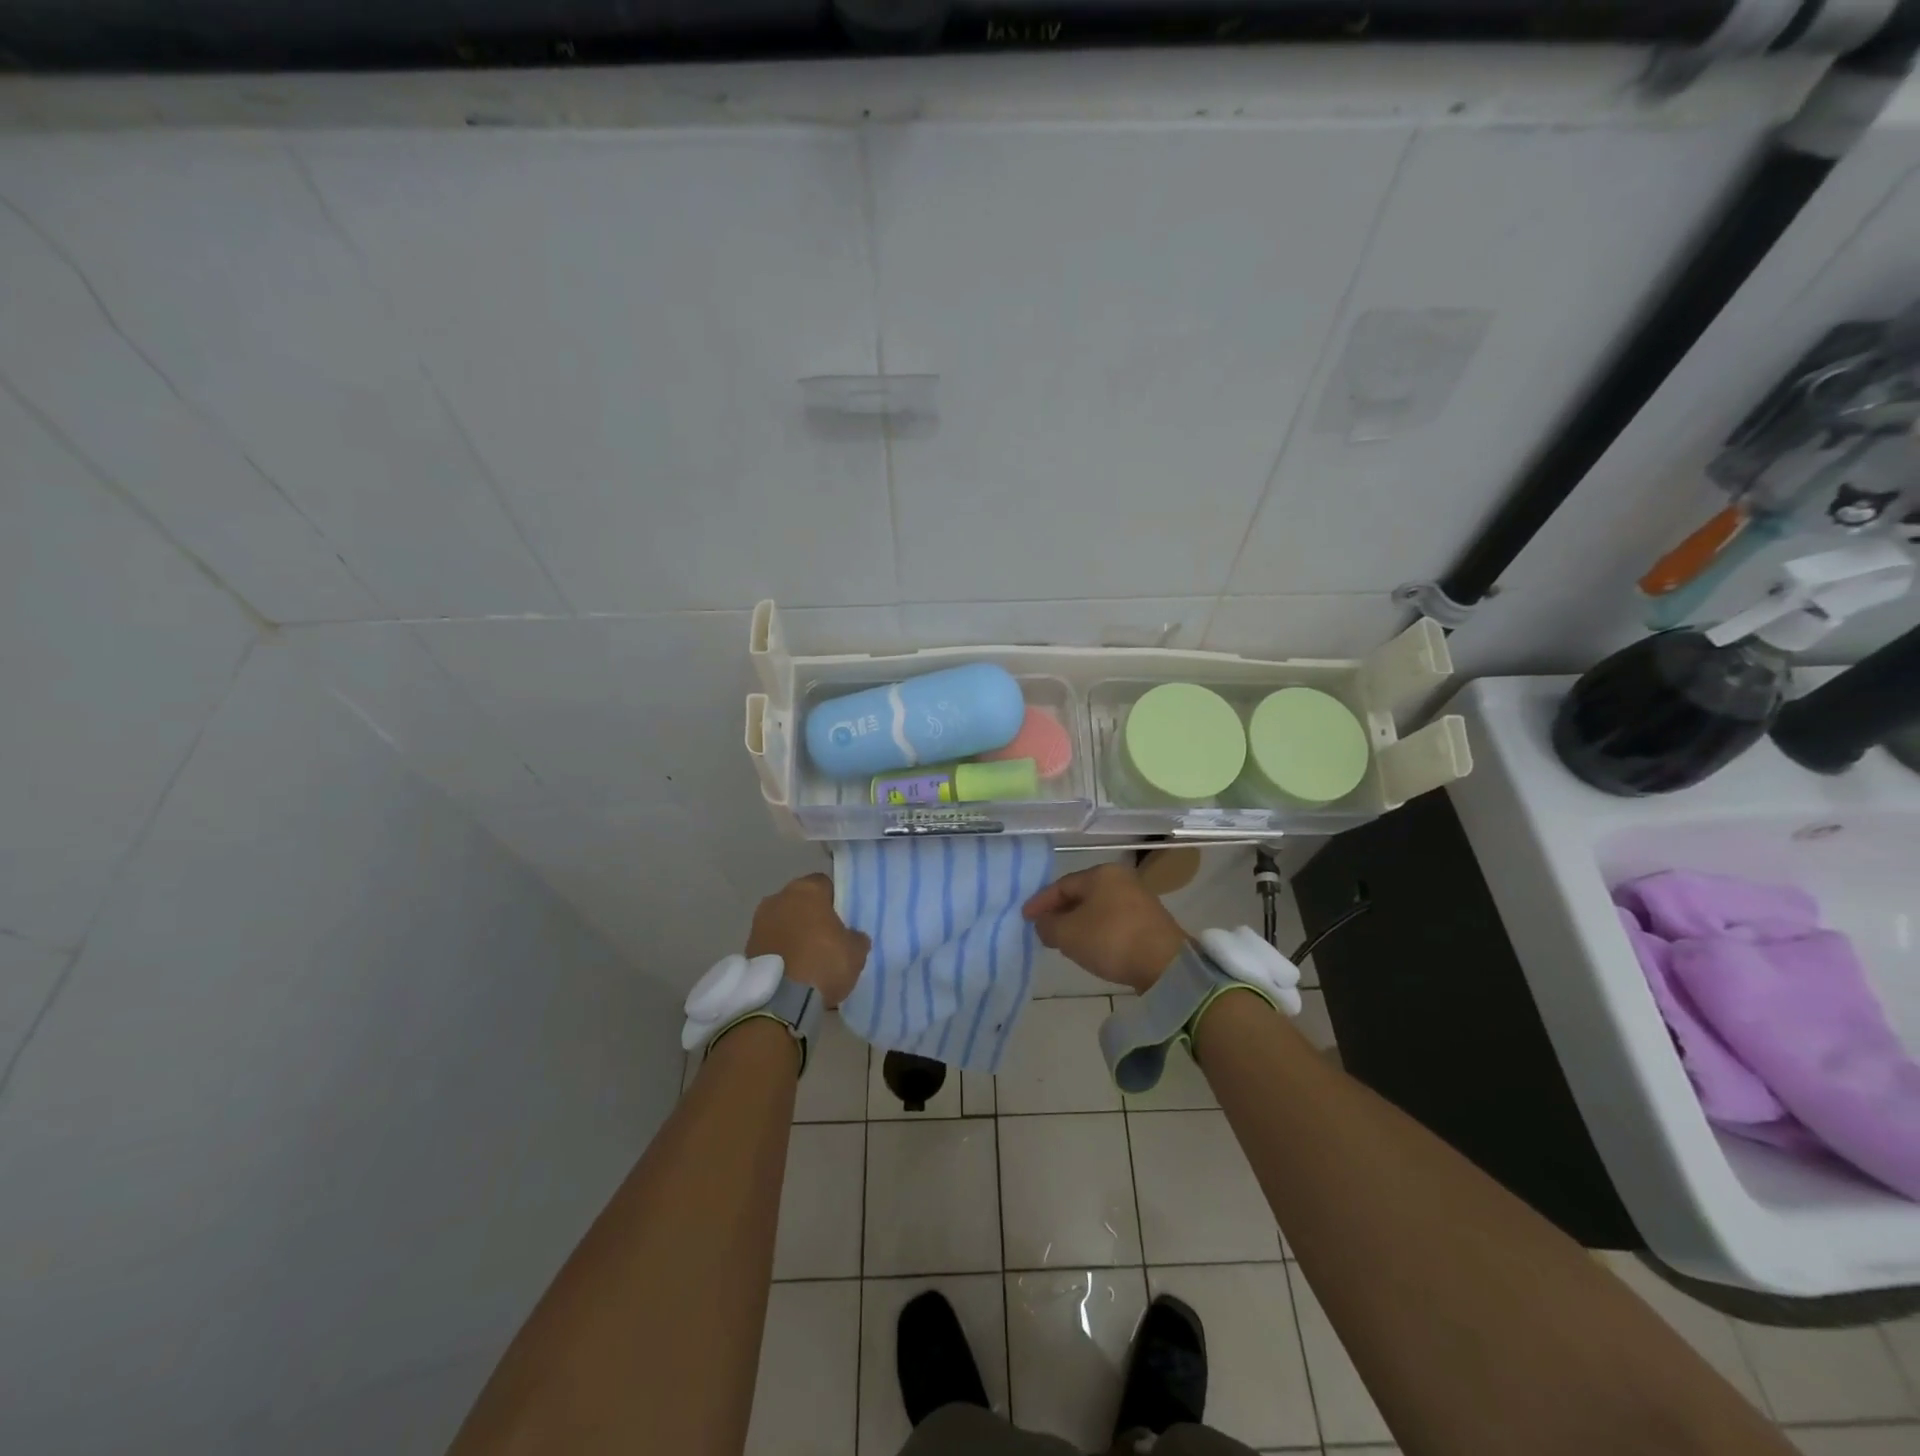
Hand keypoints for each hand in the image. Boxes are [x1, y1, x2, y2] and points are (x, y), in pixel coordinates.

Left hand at [746, 874, 869, 1009]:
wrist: (780, 1001)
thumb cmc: (823, 963)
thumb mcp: (856, 951)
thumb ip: (855, 937)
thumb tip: (851, 936)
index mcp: (807, 889)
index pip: (824, 884)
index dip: (834, 901)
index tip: (842, 920)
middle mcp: (778, 898)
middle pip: (800, 901)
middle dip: (810, 916)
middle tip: (826, 938)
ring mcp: (758, 922)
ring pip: (782, 921)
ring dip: (792, 933)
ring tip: (807, 958)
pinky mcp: (746, 947)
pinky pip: (771, 943)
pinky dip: (780, 952)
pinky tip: (792, 971)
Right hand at [1021, 862, 1187, 993]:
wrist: (1166, 964)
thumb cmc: (1111, 940)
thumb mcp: (1068, 934)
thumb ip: (1048, 926)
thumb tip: (1043, 924)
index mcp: (1101, 873)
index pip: (1061, 885)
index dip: (1040, 902)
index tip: (1025, 917)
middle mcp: (1121, 879)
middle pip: (1081, 895)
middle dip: (1060, 912)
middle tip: (1043, 928)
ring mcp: (1139, 899)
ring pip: (1098, 908)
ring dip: (1079, 922)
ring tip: (1064, 940)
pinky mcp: (1150, 921)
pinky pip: (1113, 921)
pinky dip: (1097, 931)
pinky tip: (1091, 946)